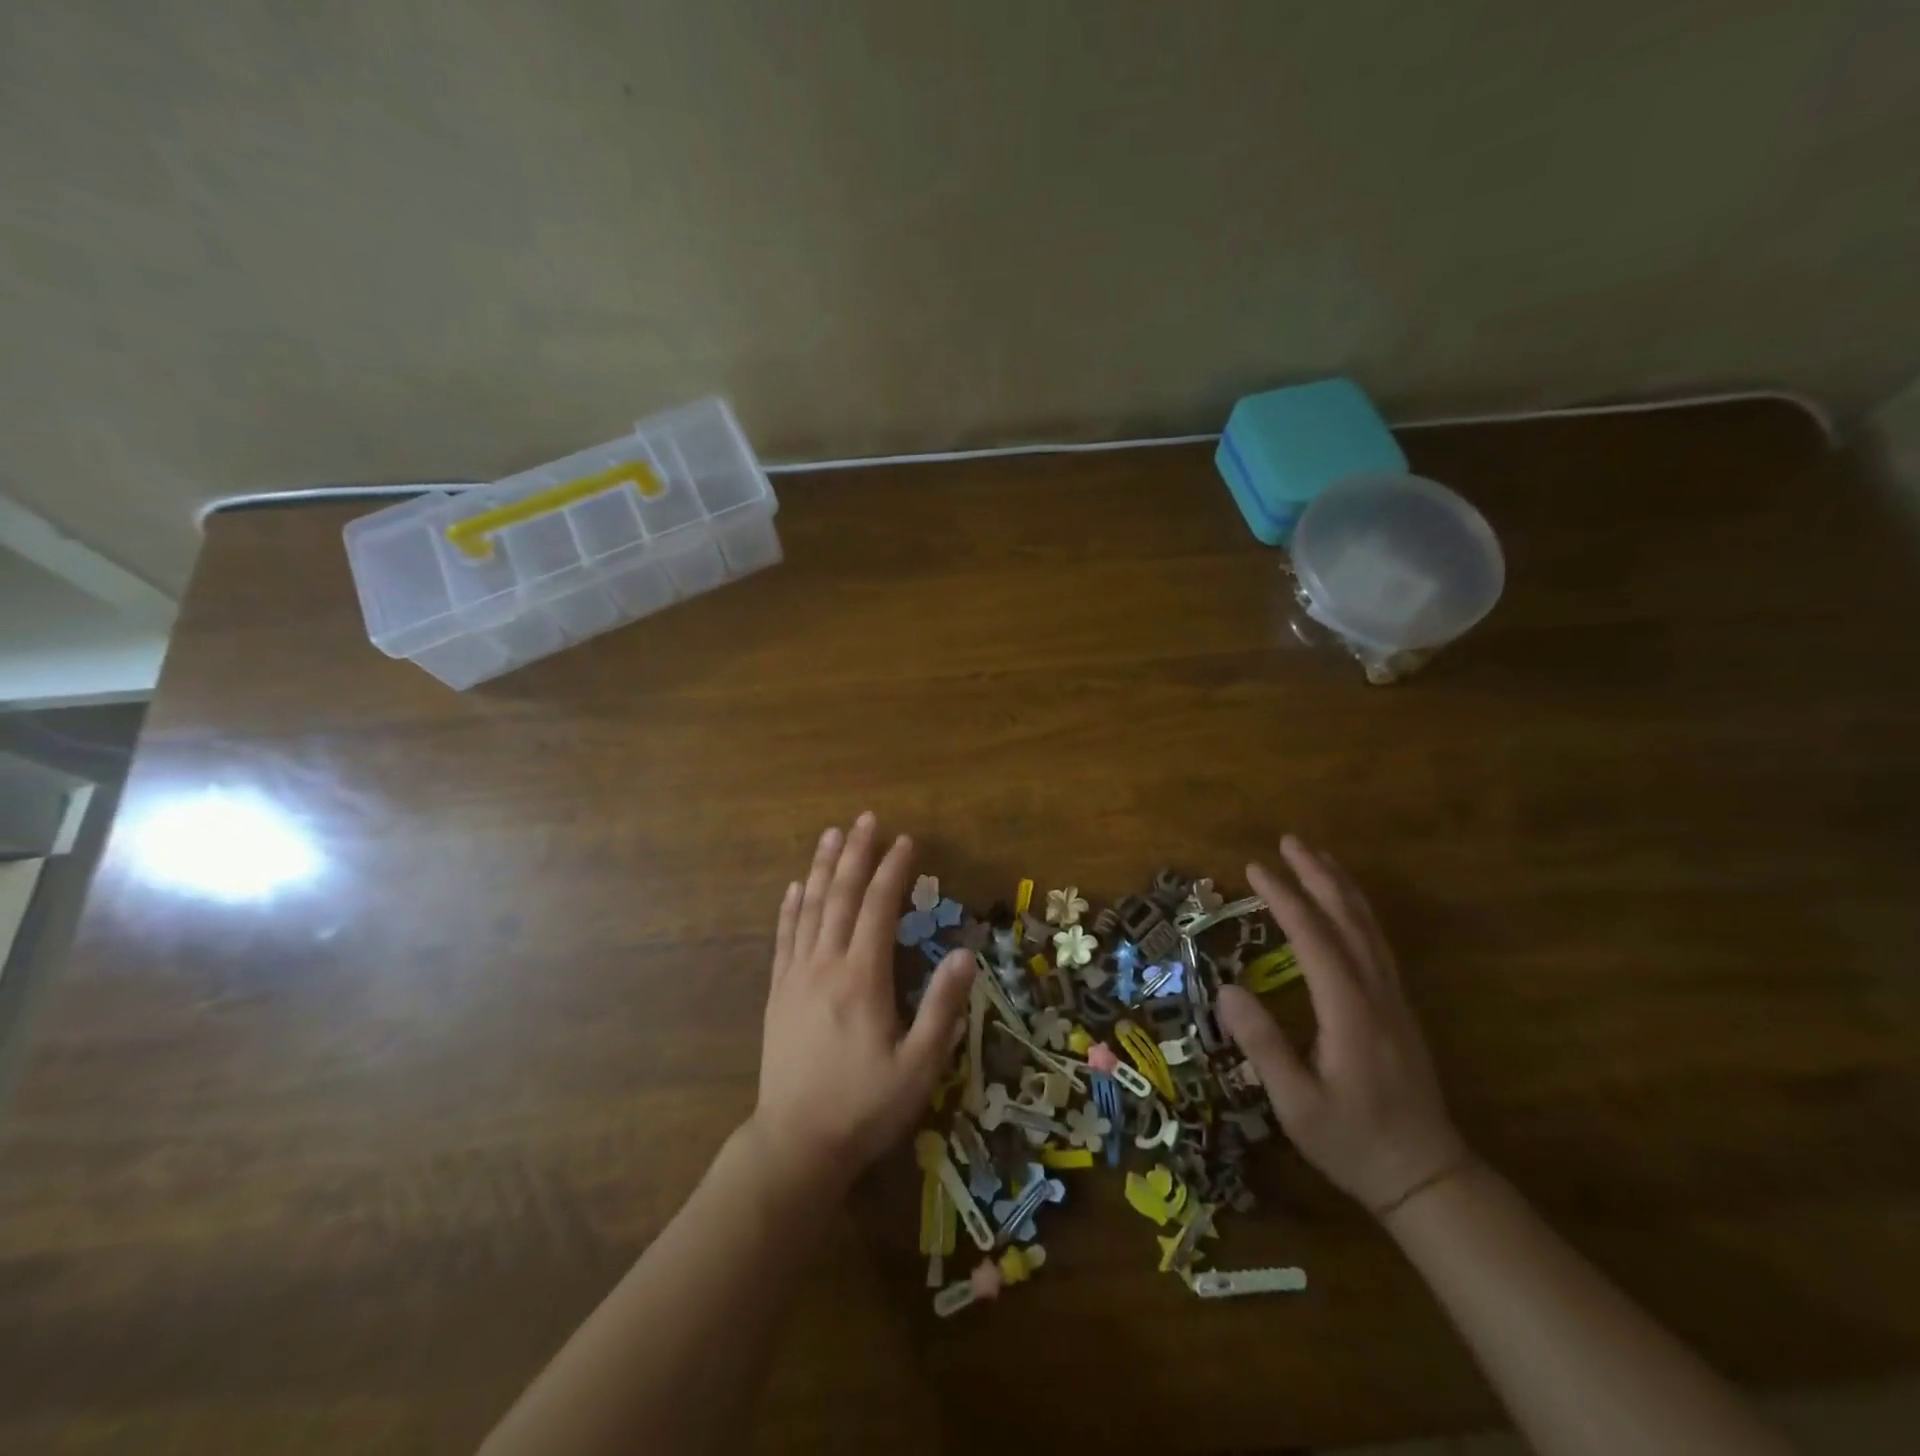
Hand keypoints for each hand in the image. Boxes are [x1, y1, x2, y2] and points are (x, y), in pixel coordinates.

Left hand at [748, 814, 974, 1197]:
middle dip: (856, 854)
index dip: (894, 870)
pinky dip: (790, 907)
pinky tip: (794, 887)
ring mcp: (796, 977)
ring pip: (810, 908)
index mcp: (863, 978)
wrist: (795, 1145)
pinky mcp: (778, 994)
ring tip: (832, 834)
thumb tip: (963, 953)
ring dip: (822, 867)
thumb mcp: (919, 1066)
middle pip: (841, 896)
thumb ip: (942, 1007)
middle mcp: (826, 965)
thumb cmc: (864, 1107)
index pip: (879, 908)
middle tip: (866, 818)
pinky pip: (784, 938)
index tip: (907, 840)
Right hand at [1216, 834, 1470, 1216]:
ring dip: (1340, 886)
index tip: (1254, 868)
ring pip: (1368, 927)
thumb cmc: (1353, 1143)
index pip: (1313, 939)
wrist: (1426, 1176)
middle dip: (1317, 876)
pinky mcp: (1397, 1007)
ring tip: (1315, 857)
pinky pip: (1376, 943)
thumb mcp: (1297, 1105)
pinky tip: (1344, 905)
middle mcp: (1376, 994)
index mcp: (1349, 1012)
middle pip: (1347, 919)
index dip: (1284, 899)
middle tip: (1288, 841)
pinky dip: (1356, 911)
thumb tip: (1226, 989)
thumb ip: (1264, 1046)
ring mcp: (1392, 998)